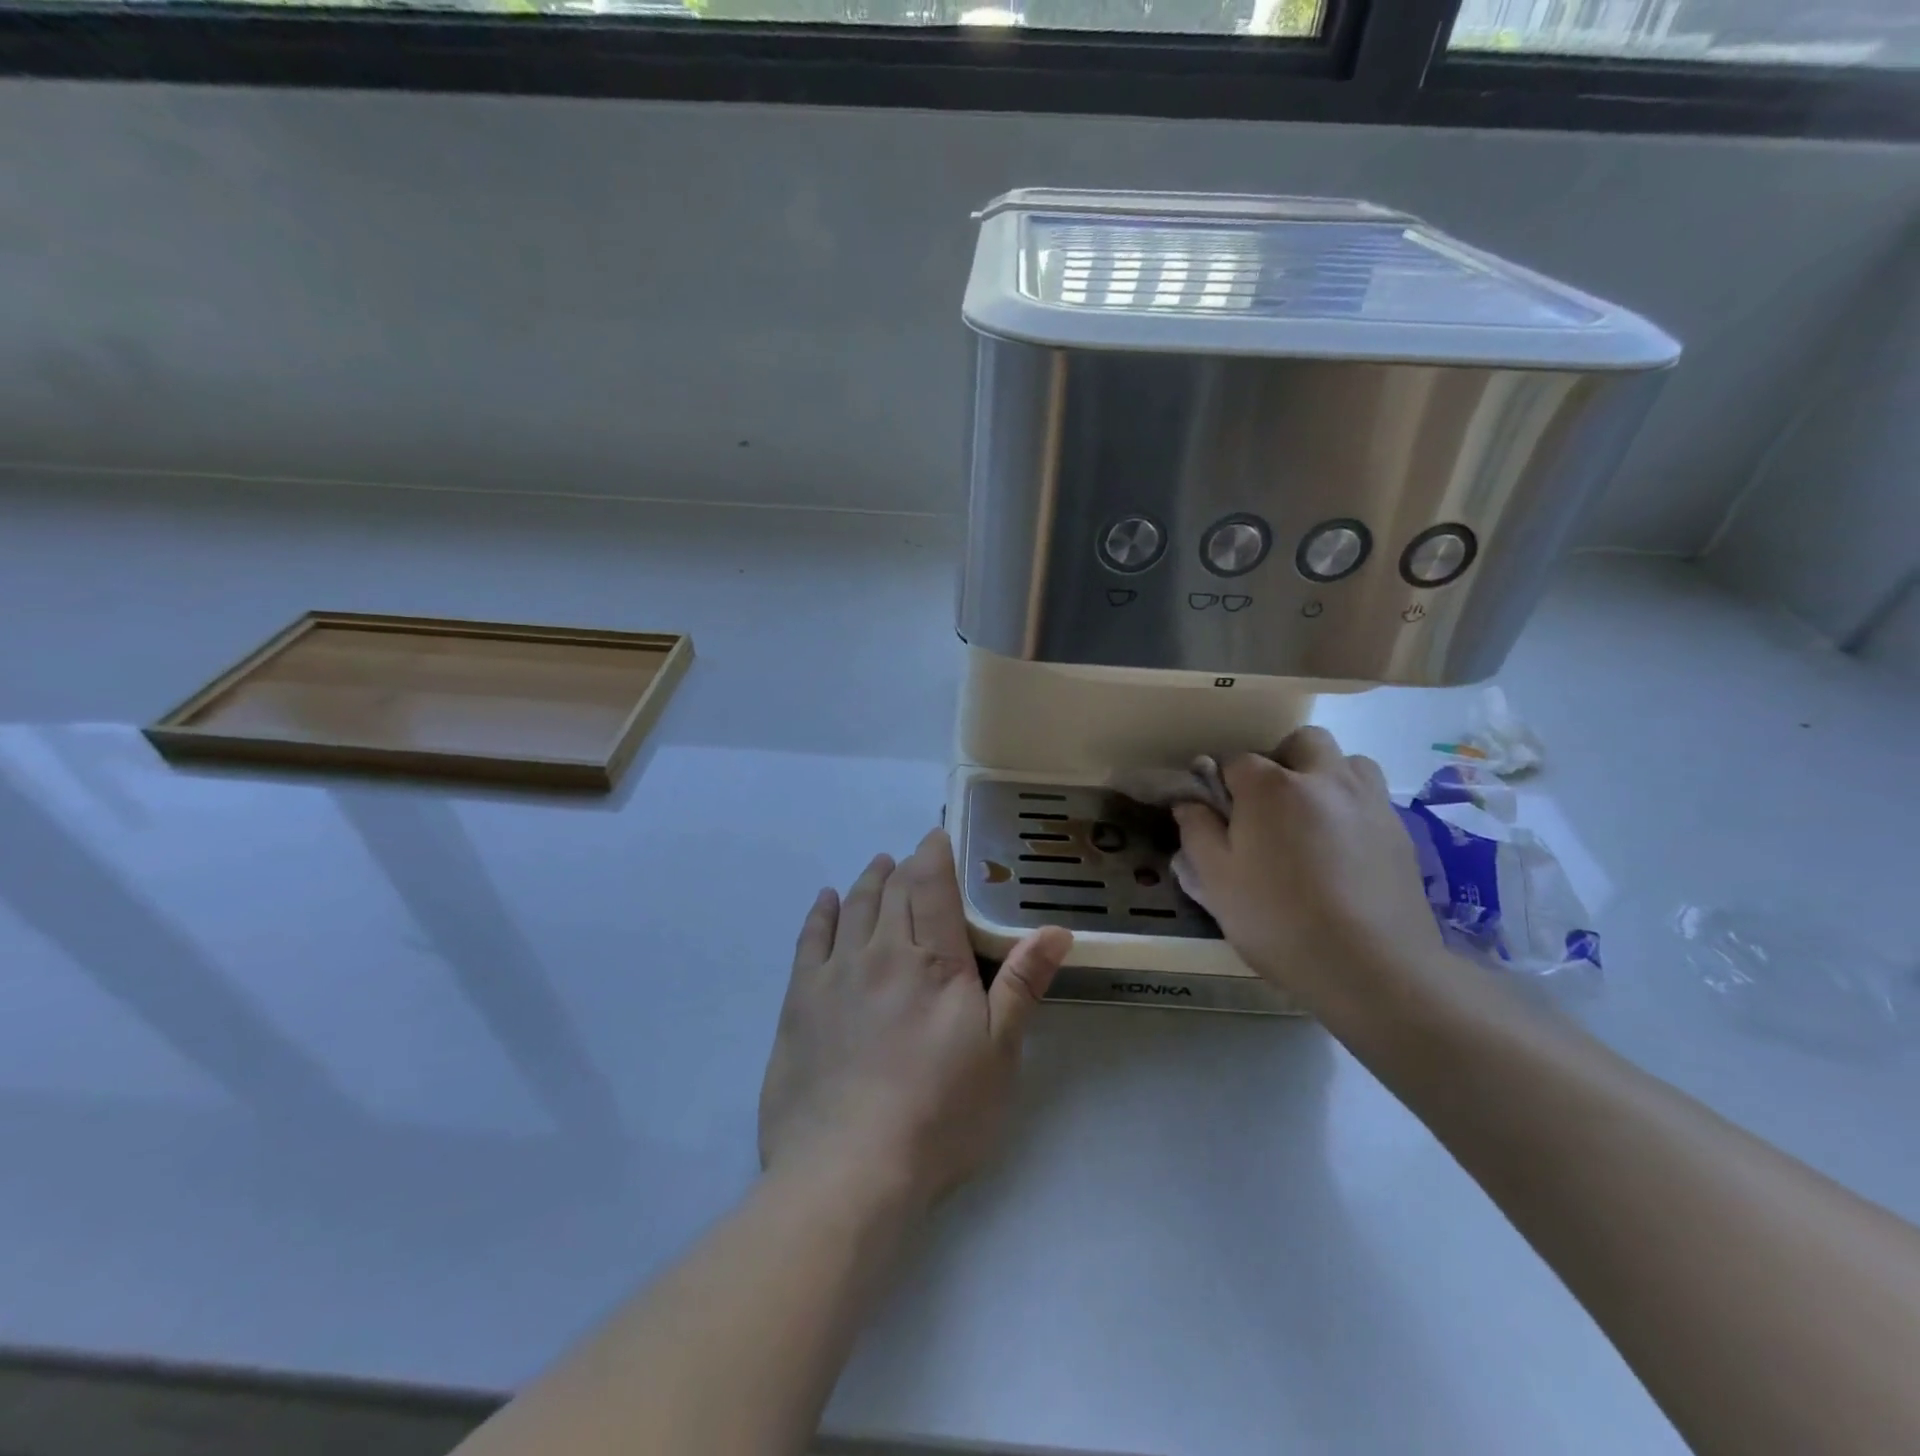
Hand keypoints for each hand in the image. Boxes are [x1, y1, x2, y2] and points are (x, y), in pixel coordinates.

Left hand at [759, 829, 1072, 1206]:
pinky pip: (811, 939)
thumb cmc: (939, 1114)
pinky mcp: (800, 1001)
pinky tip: (827, 900)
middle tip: (912, 856)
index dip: (935, 854)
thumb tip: (1056, 929)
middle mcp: (882, 952)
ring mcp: (836, 974)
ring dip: (868, 880)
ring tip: (878, 865)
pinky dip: (822, 912)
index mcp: (934, 961)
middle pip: (892, 891)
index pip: (932, 886)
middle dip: (904, 866)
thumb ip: (1022, 984)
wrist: (848, 1170)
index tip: (937, 836)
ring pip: (853, 907)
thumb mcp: (999, 1054)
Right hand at [1171, 727, 1442, 1017]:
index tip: (1218, 812)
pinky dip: (1352, 807)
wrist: (1372, 968)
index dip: (1222, 783)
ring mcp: (1368, 801)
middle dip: (1281, 761)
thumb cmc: (1279, 920)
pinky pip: (1370, 798)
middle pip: (1301, 743)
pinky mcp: (1400, 830)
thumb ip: (1197, 832)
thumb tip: (1189, 802)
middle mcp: (1323, 778)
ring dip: (1325, 777)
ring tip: (1312, 820)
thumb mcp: (1216, 881)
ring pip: (1347, 762)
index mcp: (1270, 786)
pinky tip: (1343, 850)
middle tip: (1268, 806)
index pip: (1236, 760)